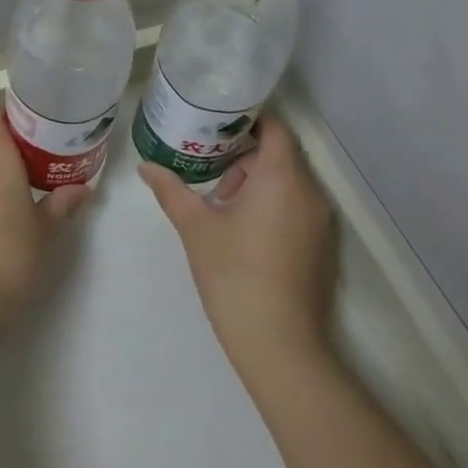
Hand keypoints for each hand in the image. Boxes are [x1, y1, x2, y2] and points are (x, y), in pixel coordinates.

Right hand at [141, 114, 338, 383]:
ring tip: (222, 204)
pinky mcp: (322, 246)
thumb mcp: (195, 227)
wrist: (279, 346)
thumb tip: (145, 167)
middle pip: (279, 154)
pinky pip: (297, 207)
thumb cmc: (234, 275)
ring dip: (257, 182)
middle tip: (208, 171)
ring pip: (289, 182)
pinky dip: (273, 204)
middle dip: (244, 156)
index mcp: (281, 177)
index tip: (214, 127)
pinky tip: (243, 230)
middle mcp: (309, 192)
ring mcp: (321, 222)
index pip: (274, 127)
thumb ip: (171, 190)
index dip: (246, 121)